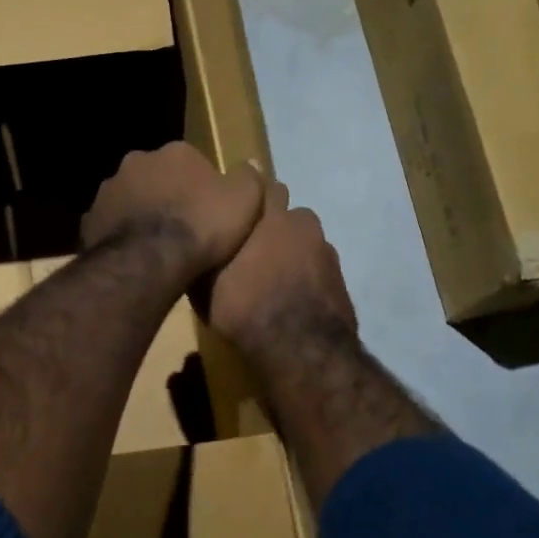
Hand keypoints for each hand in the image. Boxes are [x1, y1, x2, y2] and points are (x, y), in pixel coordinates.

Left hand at [80, 142, 265, 279]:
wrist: (151, 261)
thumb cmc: (202, 226)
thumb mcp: (245, 200)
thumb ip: (249, 177)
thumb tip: (249, 165)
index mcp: (174, 152)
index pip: (191, 162)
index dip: (202, 187)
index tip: (209, 211)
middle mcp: (136, 162)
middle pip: (157, 177)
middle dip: (166, 195)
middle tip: (181, 228)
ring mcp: (108, 190)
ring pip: (130, 199)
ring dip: (141, 214)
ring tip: (157, 246)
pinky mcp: (89, 220)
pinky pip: (110, 225)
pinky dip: (120, 235)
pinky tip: (134, 256)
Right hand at [208, 179, 357, 360]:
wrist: (301, 349)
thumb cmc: (245, 307)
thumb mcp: (205, 284)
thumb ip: (206, 255)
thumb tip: (198, 244)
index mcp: (271, 217)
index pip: (264, 188)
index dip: (250, 198)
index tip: (237, 209)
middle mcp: (303, 226)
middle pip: (288, 216)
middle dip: (274, 225)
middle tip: (253, 248)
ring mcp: (327, 253)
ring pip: (306, 243)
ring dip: (292, 253)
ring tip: (273, 278)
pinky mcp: (340, 281)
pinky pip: (318, 270)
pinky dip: (306, 278)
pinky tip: (291, 298)